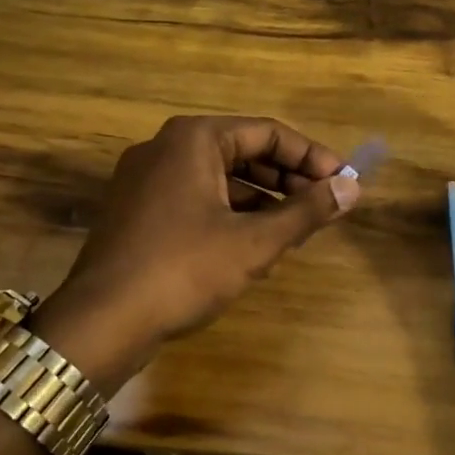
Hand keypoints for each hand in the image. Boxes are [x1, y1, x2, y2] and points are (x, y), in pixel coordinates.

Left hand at [31, 116, 359, 386]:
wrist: (101, 322)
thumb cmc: (183, 270)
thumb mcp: (254, 241)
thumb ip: (306, 211)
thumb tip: (353, 189)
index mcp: (194, 139)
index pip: (267, 133)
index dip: (312, 157)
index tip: (343, 182)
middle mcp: (166, 148)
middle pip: (242, 152)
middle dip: (287, 179)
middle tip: (324, 206)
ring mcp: (145, 180)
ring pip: (219, 179)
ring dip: (261, 200)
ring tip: (295, 230)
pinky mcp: (137, 211)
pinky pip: (196, 199)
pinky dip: (230, 215)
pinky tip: (252, 247)